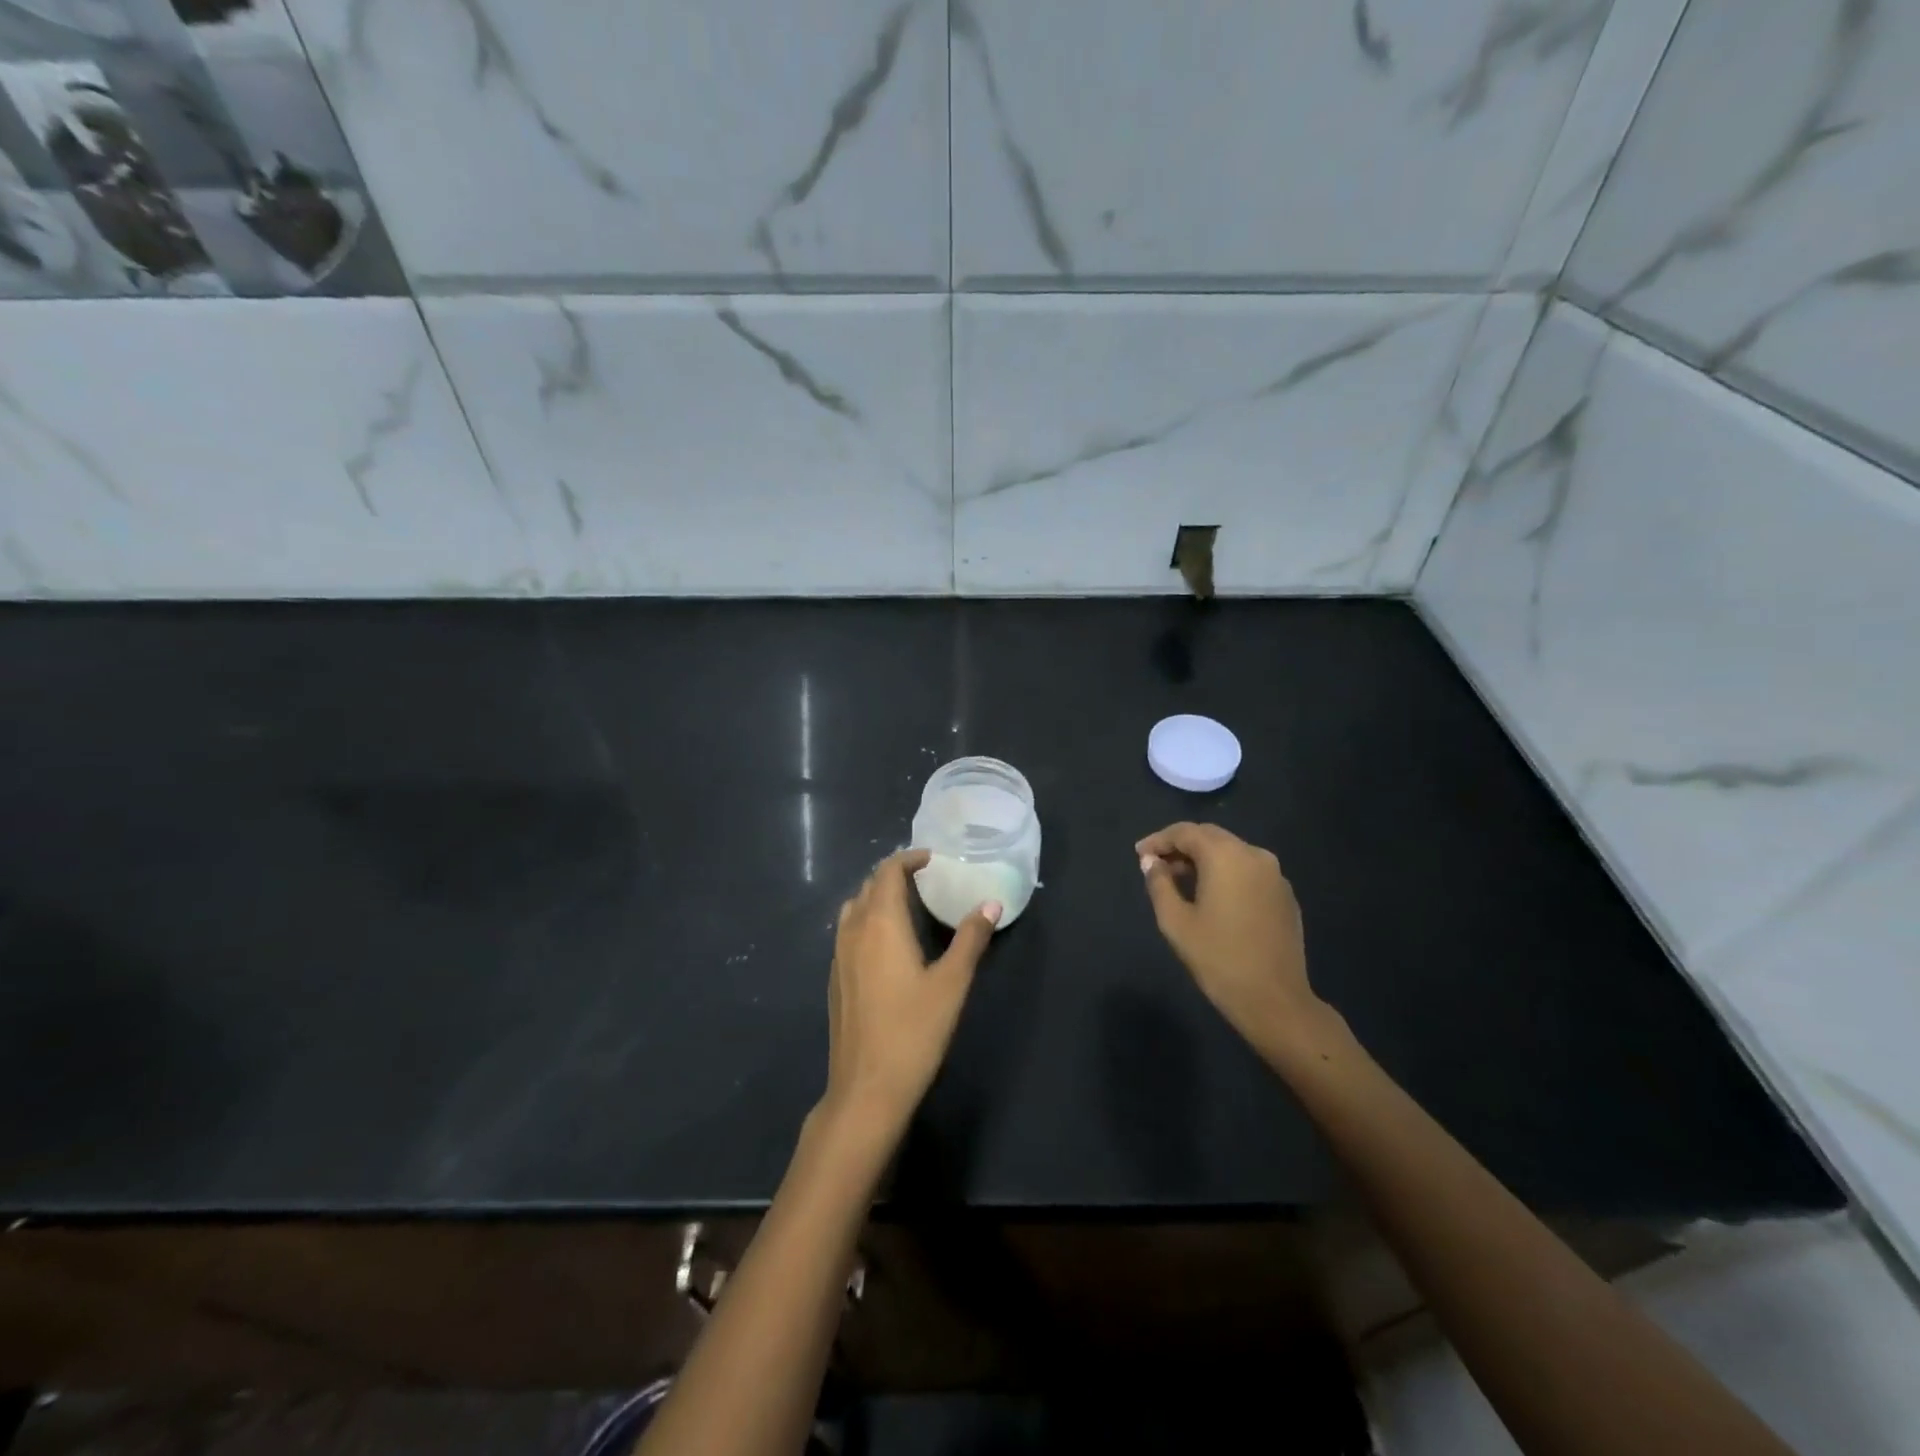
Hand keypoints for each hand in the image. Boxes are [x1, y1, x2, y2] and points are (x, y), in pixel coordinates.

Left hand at [821, 849, 998, 1137]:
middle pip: (868, 886)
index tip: (931, 859)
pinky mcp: (835, 979)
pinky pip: (848, 932)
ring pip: (853, 909)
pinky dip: (867, 921)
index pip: (887, 872)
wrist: (866, 1088)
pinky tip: (887, 944)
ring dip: (877, 897)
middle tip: (925, 879)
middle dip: (893, 875)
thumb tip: (990, 904)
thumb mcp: (951, 984)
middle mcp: (852, 931)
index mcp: (880, 923)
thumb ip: (971, 939)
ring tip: (907, 906)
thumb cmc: (913, 1031)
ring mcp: (838, 956)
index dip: (907, 859)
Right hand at [1136, 823, 1328, 1061]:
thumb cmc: (1218, 958)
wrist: (1274, 999)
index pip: (1186, 832)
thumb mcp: (1176, 921)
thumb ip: (1159, 884)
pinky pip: (1249, 871)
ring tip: (1180, 879)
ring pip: (1231, 852)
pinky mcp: (1285, 895)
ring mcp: (1275, 874)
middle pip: (1211, 837)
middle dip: (1181, 846)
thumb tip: (1151, 862)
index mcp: (1226, 856)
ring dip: (1204, 859)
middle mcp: (1254, 855)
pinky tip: (1212, 895)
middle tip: (1156, 864)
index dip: (1159, 840)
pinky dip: (1226, 873)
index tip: (1139, 854)